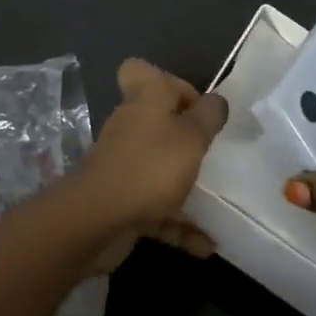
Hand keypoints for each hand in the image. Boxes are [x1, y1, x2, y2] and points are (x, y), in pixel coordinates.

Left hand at [76, 58, 226, 261]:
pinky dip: (179, 224)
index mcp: (145, 100)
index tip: (195, 106)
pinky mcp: (123, 200)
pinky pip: (157, 208)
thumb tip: (217, 101)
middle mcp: (131, 127)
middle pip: (156, 121)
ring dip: (186, 183)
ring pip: (159, 166)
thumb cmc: (150, 167)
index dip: (169, 82)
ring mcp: (124, 165)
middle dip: (186, 137)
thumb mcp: (191, 137)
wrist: (96, 222)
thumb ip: (208, 116)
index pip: (141, 71)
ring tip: (219, 200)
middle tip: (213, 151)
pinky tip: (206, 244)